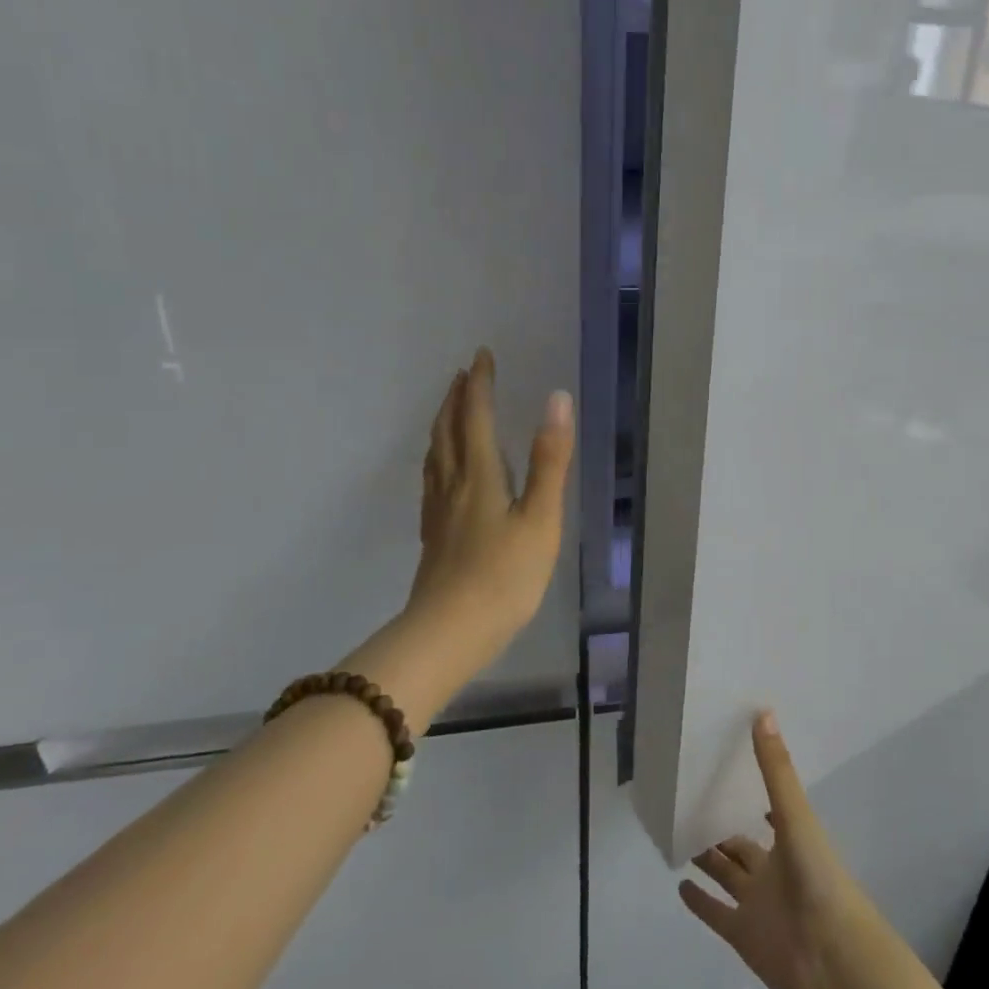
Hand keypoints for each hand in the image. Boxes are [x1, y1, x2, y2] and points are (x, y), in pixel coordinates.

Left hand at [404, 348, 573, 639]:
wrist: (449, 632)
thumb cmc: (505, 576)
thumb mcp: (540, 518)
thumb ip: (549, 460)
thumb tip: (555, 399)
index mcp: (480, 475)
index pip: (476, 417)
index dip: (479, 385)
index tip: (481, 355)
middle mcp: (453, 484)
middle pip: (448, 430)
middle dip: (457, 398)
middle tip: (464, 374)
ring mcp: (439, 511)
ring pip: (435, 453)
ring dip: (444, 423)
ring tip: (451, 409)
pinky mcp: (434, 534)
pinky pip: (433, 478)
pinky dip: (438, 455)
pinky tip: (444, 470)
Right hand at [679, 713, 879, 988]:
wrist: (835, 960)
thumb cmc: (820, 879)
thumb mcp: (797, 817)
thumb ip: (776, 769)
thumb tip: (762, 711)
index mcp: (790, 839)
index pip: (766, 809)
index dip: (751, 792)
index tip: (729, 769)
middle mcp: (772, 869)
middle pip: (740, 844)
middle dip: (721, 826)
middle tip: (690, 801)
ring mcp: (757, 904)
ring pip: (726, 875)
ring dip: (707, 858)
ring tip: (679, 834)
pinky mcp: (743, 935)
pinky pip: (716, 914)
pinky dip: (699, 902)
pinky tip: (678, 885)